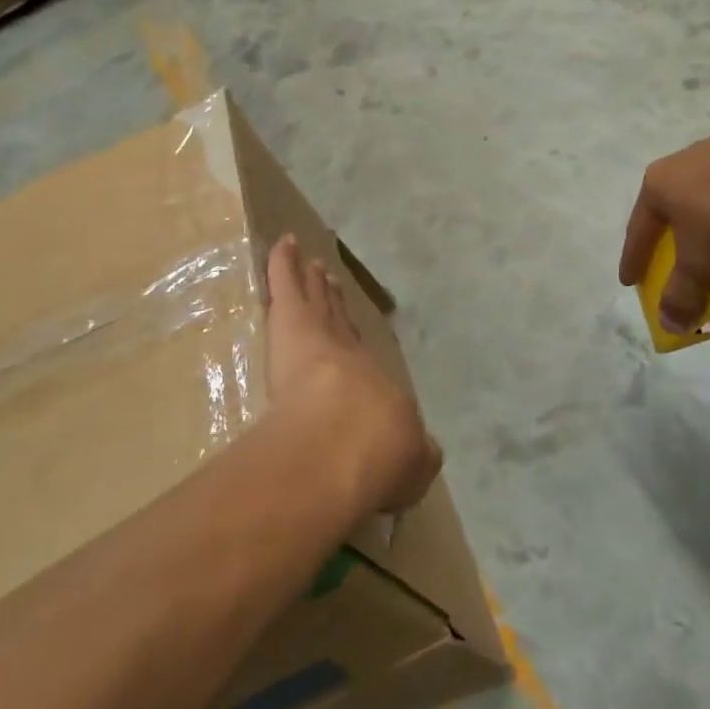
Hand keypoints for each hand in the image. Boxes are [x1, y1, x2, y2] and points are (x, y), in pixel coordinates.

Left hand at [265, 234, 441, 514]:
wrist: (349, 441)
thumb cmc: (380, 456)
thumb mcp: (412, 465)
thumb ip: (418, 456)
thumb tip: (425, 453)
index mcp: (376, 391)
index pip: (363, 364)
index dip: (356, 348)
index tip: (352, 339)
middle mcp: (351, 357)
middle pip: (339, 324)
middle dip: (335, 305)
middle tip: (331, 284)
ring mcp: (321, 336)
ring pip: (316, 303)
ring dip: (314, 284)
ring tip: (313, 266)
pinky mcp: (293, 322)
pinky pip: (287, 284)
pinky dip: (285, 263)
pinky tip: (283, 242)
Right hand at [619, 111, 709, 332]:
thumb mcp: (700, 261)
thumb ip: (682, 294)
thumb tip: (668, 324)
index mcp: (658, 184)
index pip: (638, 230)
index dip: (634, 260)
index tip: (630, 282)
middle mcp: (685, 163)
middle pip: (680, 217)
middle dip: (688, 251)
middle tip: (690, 273)